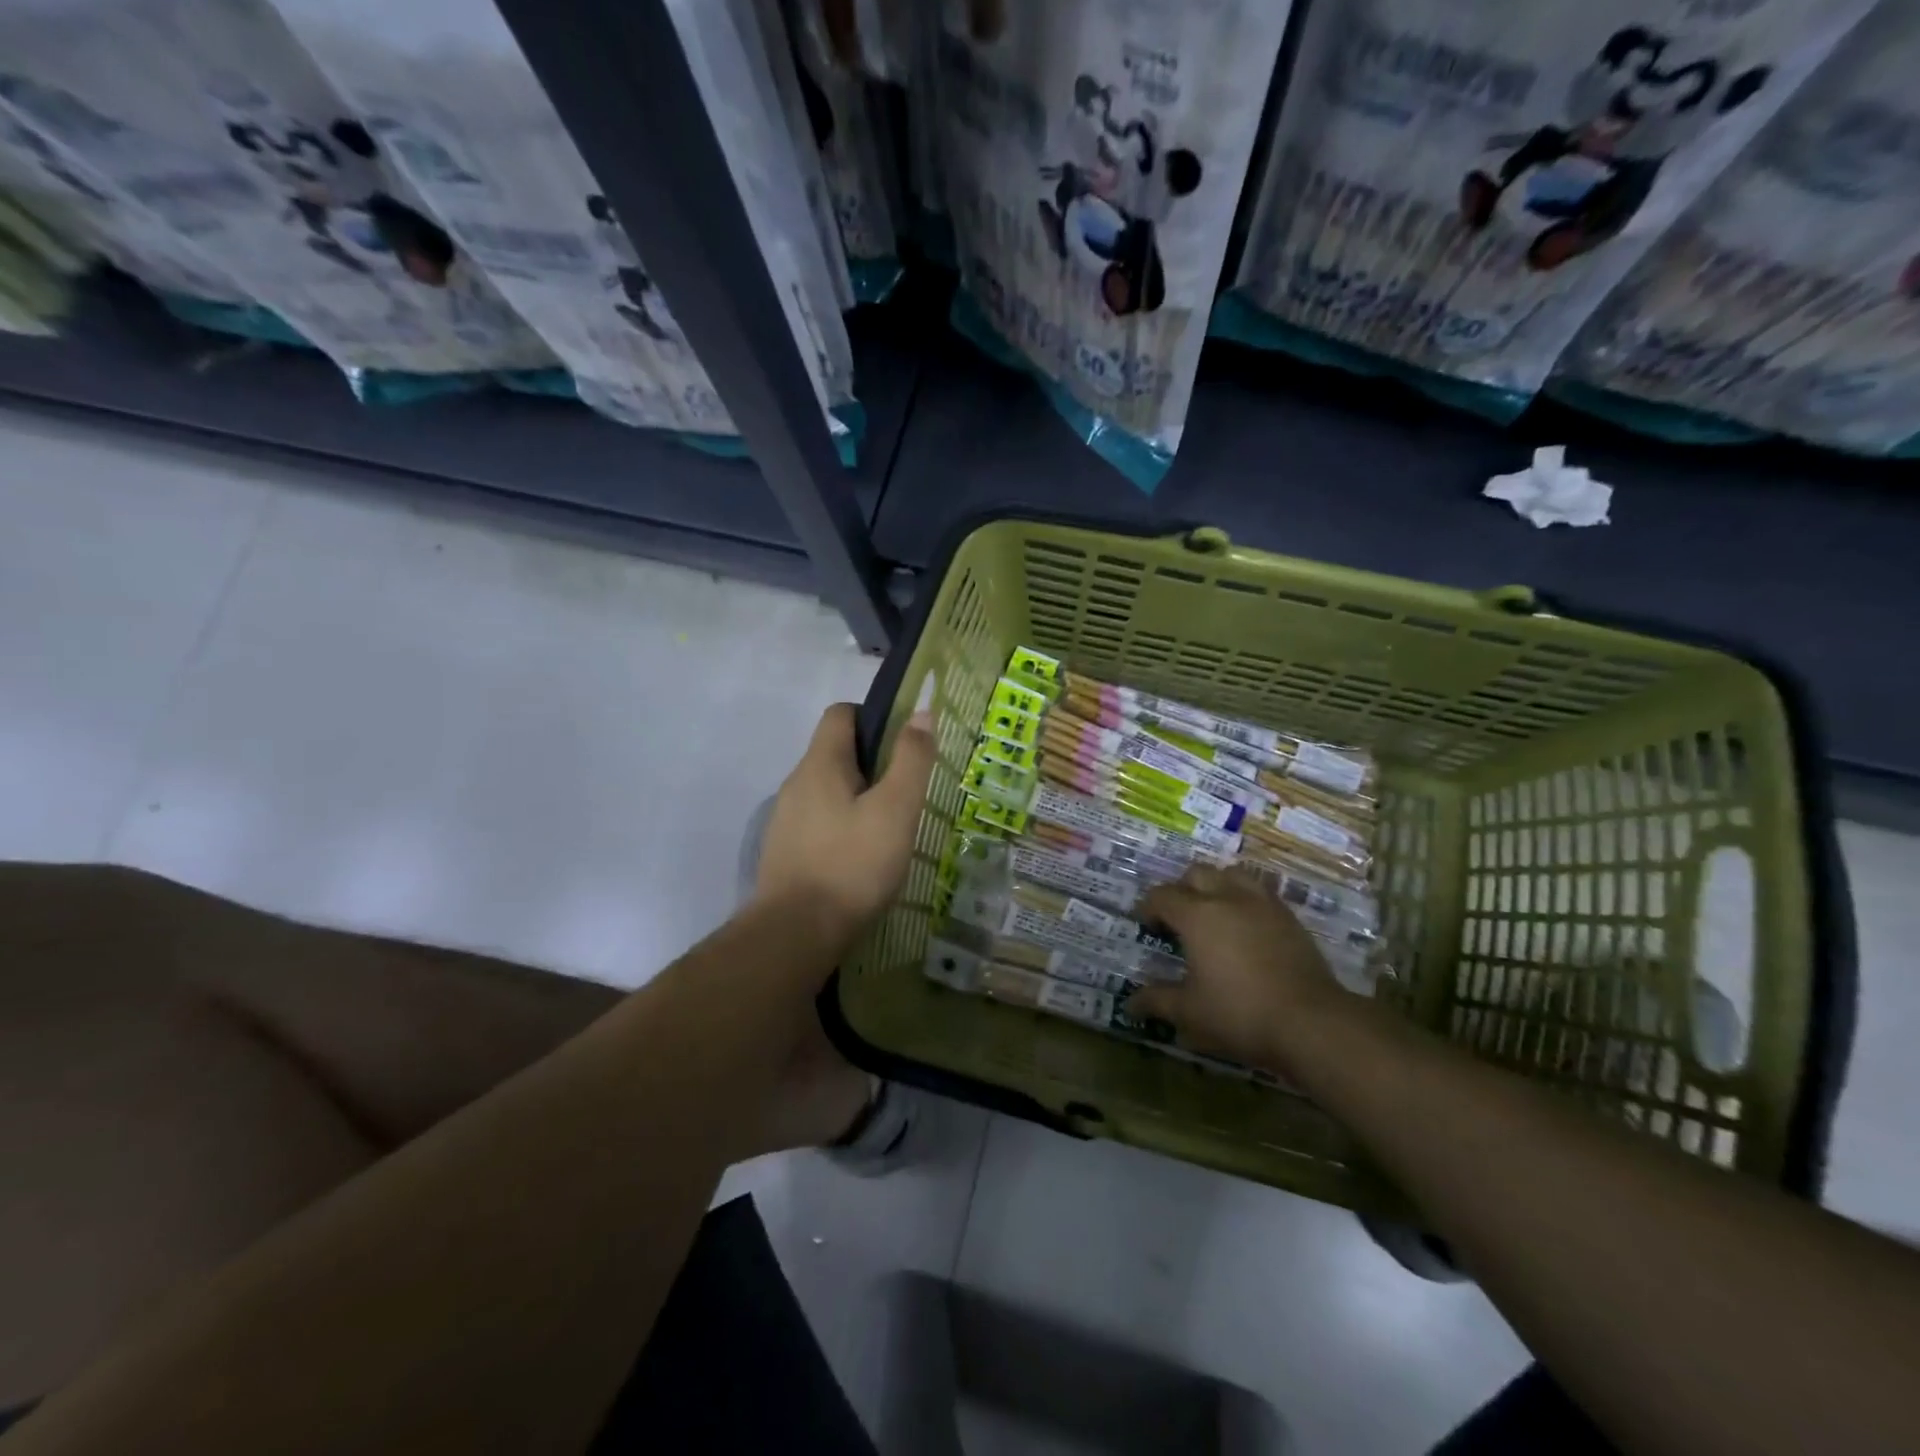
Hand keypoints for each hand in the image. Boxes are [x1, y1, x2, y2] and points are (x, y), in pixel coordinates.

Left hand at [755, 703, 935, 944]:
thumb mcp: (895, 809)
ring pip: (829, 791)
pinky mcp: (786, 852)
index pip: (841, 714)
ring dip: (860, 799)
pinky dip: (844, 828)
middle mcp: (797, 784)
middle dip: (874, 764)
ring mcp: (787, 820)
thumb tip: (922, 713)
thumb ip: (911, 760)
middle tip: (908, 793)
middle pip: (836, 753)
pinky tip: (864, 857)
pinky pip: (820, 823)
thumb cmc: (852, 864)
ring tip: (891, 828)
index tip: (905, 746)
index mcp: (820, 764)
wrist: (795, 934)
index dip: (875, 718)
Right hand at [1126, 865, 1347, 1075]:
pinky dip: (1245, 900)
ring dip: (1216, 886)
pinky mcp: (1289, 917)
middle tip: (1179, 918)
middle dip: (1182, 889)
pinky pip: (1260, 892)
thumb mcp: (1190, 1012)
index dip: (1149, 908)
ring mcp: (1262, 904)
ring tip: (1214, 913)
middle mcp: (1227, 898)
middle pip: (1197, 873)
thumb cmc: (1240, 1013)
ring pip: (1232, 874)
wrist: (1311, 1022)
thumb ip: (1157, 1001)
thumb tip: (1130, 1004)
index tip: (1147, 926)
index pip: (1162, 896)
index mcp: (1197, 915)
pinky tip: (1246, 927)